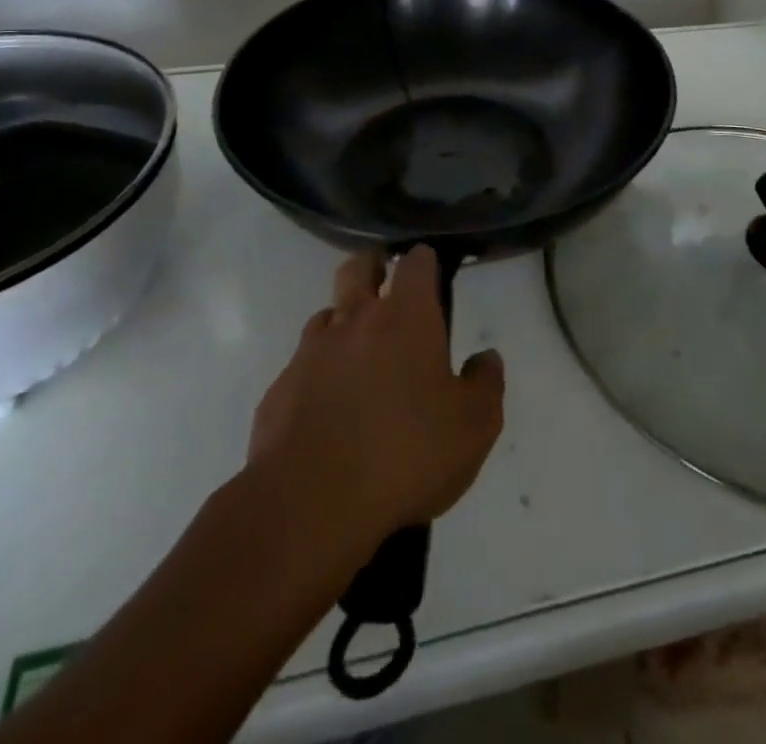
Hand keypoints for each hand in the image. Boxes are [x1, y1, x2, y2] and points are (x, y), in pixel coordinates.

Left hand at [247, 246, 504, 551]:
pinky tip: (329, 411)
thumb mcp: (473, 427)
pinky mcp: (279, 389)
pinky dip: (318, 374)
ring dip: (344, 324)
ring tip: (360, 359)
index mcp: (405, 317)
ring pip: (327, 315)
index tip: (431, 273)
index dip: (424, 262)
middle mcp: (355, 319)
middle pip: (358, 267)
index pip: (415, 263)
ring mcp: (311, 352)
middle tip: (388, 290)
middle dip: (373, 268)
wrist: (309, 504)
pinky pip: (302, 366)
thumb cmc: (405, 455)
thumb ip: (486, 384)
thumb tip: (486, 358)